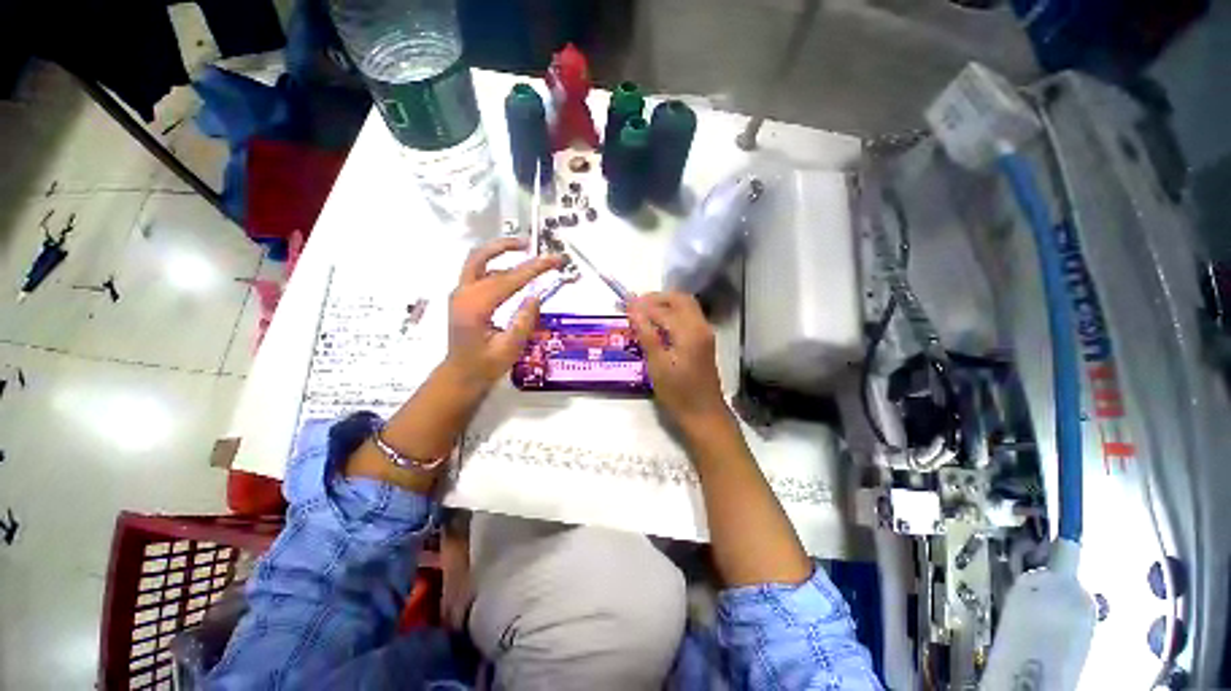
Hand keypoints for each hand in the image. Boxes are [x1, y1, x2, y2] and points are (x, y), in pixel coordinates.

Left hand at [446, 238, 563, 386]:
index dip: (533, 268)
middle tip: (529, 243)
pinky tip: (511, 271)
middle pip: (481, 257)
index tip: (553, 260)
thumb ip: (523, 321)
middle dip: (506, 246)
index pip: (508, 279)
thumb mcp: (509, 348)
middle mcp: (464, 294)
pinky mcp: (463, 298)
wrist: (460, 375)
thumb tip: (535, 296)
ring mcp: (460, 294)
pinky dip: (495, 265)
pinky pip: (478, 273)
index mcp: (475, 306)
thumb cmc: (485, 365)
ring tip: (523, 249)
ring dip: (498, 251)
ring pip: (476, 261)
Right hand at [626, 292, 728, 428]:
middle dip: (657, 298)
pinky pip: (688, 318)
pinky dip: (672, 314)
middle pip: (680, 299)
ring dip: (665, 305)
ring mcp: (704, 333)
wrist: (704, 414)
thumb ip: (646, 334)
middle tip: (636, 305)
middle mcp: (701, 326)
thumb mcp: (657, 364)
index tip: (623, 304)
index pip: (663, 309)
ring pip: (685, 307)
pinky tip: (657, 325)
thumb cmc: (678, 393)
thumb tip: (633, 309)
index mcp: (689, 331)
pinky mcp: (703, 341)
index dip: (642, 305)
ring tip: (643, 313)